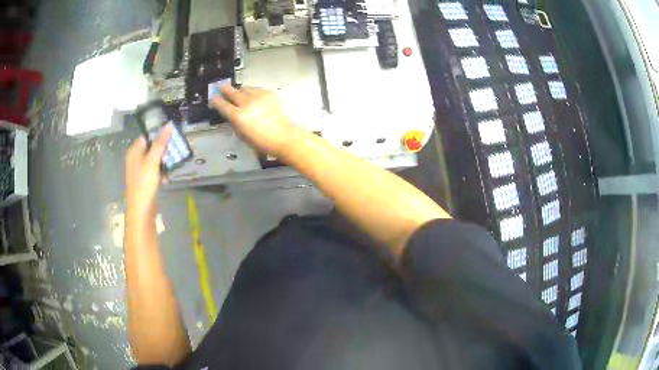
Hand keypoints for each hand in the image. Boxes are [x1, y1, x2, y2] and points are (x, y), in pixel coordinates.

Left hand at [125, 126, 171, 219]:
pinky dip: (161, 173)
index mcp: (134, 152)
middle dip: (163, 150)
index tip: (171, 137)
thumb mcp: (153, 161)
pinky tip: (167, 178)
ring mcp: (140, 171)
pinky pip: (155, 172)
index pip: (147, 137)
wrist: (141, 210)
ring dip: (164, 163)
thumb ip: (161, 143)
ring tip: (172, 165)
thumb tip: (169, 125)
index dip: (158, 135)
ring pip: (155, 161)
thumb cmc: (144, 183)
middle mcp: (135, 159)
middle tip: (174, 151)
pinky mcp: (145, 181)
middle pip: (151, 148)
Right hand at [212, 85, 294, 155]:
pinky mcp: (270, 94)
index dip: (217, 101)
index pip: (223, 105)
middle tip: (221, 86)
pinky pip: (258, 90)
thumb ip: (235, 124)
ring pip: (246, 89)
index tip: (213, 98)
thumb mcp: (243, 136)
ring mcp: (259, 96)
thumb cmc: (263, 142)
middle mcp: (247, 103)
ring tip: (239, 92)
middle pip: (233, 92)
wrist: (285, 136)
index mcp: (238, 116)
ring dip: (241, 90)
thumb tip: (231, 116)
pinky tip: (254, 96)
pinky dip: (253, 92)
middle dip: (226, 89)